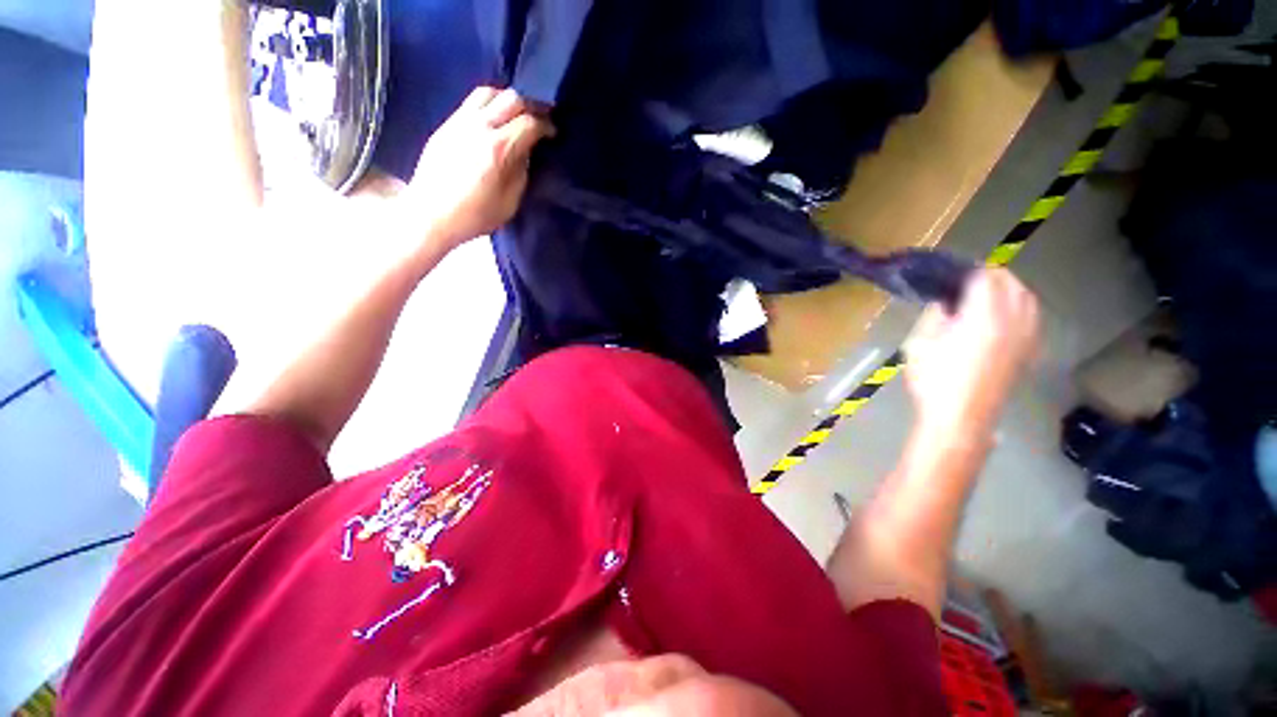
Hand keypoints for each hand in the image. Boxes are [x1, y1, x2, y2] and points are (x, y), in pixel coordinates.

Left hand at [401, 87, 554, 249]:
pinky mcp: (447, 124)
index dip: (546, 125)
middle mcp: (480, 127)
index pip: (529, 123)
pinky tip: (494, 119)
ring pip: (489, 92)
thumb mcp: (510, 202)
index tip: (553, 133)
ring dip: (508, 99)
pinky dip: (490, 104)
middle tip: (542, 116)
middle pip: (512, 98)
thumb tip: (525, 153)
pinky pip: (472, 102)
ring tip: (517, 113)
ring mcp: (460, 122)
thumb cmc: (475, 215)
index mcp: (499, 149)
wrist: (431, 214)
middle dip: (532, 105)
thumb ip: (521, 172)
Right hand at [903, 269, 1038, 435]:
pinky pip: (1032, 318)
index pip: (986, 278)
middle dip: (993, 276)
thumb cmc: (933, 381)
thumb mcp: (919, 345)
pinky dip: (1020, 308)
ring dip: (1010, 290)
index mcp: (983, 318)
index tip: (952, 272)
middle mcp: (1012, 323)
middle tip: (967, 280)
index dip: (969, 270)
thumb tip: (944, 303)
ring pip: (1029, 300)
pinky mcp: (1028, 353)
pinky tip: (1004, 317)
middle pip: (1013, 284)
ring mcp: (1025, 338)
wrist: (960, 418)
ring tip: (988, 294)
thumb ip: (934, 317)